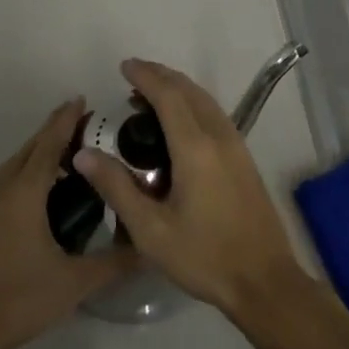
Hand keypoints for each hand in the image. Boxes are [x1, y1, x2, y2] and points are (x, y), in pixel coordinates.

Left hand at [0, 99, 136, 348]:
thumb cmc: (17, 301)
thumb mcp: (73, 285)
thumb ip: (112, 264)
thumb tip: (148, 249)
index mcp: (24, 191)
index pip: (50, 143)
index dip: (67, 119)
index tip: (82, 99)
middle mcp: (1, 188)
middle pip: (30, 148)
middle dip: (54, 132)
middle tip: (82, 127)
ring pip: (13, 166)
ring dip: (37, 154)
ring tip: (63, 160)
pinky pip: (1, 184)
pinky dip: (21, 175)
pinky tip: (33, 196)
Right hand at [72, 60, 309, 321]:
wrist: (265, 281)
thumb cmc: (204, 256)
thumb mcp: (151, 230)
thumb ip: (117, 187)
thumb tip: (83, 155)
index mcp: (195, 147)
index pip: (168, 95)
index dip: (145, 76)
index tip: (124, 66)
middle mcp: (218, 135)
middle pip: (188, 90)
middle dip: (160, 76)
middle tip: (133, 76)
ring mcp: (236, 144)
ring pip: (204, 99)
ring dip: (178, 87)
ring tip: (151, 94)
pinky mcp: (244, 157)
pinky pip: (214, 113)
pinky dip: (192, 102)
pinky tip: (180, 121)